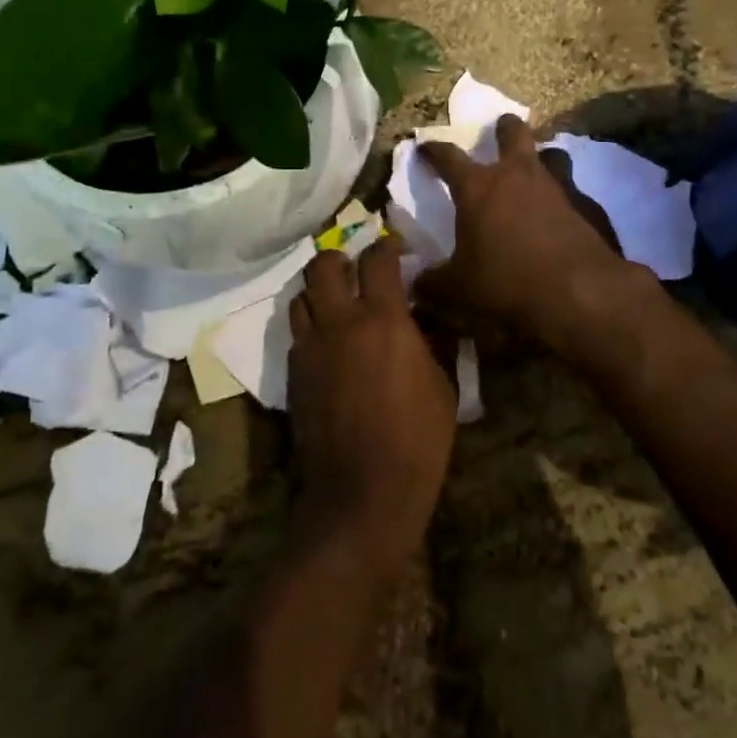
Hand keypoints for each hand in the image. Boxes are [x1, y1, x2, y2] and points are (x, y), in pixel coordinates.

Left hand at [287, 238, 454, 569]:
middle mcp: (340, 322)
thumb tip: (425, 319)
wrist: (363, 491)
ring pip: (301, 296)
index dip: (387, 247)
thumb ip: (433, 342)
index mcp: (383, 319)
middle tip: (356, 270)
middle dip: (340, 259)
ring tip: (338, 305)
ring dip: (320, 292)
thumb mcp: (443, 386)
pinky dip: (311, 326)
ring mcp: (310, 347)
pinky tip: (329, 345)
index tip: (395, 251)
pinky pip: (298, 333)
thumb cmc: (417, 439)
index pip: (378, 259)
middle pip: (323, 265)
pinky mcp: (293, 373)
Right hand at [415, 114, 633, 345]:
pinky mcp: (588, 205)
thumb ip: (433, 282)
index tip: (425, 147)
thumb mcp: (459, 289)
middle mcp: (518, 175)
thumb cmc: (507, 282)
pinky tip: (563, 214)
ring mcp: (557, 186)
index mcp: (478, 188)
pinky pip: (574, 189)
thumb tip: (417, 284)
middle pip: (512, 132)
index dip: (434, 150)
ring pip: (551, 153)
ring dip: (541, 157)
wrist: (579, 292)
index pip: (448, 156)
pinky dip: (566, 196)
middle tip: (500, 129)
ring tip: (536, 171)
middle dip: (504, 127)